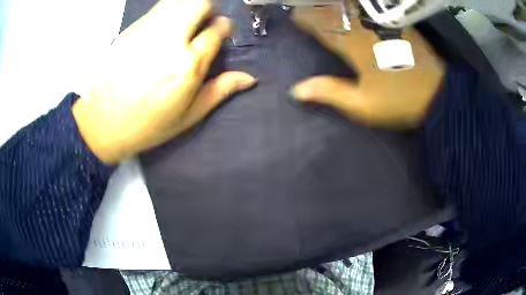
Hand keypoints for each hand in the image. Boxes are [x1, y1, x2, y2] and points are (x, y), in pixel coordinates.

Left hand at [72, 0, 255, 163]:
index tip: (220, 33)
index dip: (224, 28)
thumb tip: (250, 78)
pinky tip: (161, 29)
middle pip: (200, 4)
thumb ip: (219, 91)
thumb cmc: (146, 125)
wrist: (100, 123)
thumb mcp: (187, 116)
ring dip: (187, 7)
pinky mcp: (130, 29)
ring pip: (177, 1)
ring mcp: (148, 31)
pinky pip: (155, 10)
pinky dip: (166, 13)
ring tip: (183, 23)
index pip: (218, 29)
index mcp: (188, 64)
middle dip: (208, 10)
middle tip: (203, 23)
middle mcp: (171, 40)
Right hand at [290, 9, 443, 127]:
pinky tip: (353, 6)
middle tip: (305, 6)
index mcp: (355, 47)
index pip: (323, 26)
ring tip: (325, 4)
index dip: (307, 18)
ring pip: (352, 6)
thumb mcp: (364, 106)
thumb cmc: (400, 101)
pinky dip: (357, 5)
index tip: (295, 16)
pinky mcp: (396, 23)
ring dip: (335, 3)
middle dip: (318, 7)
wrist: (437, 94)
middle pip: (336, 11)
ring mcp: (382, 23)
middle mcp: (366, 28)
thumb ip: (331, 93)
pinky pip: (371, 8)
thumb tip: (296, 89)